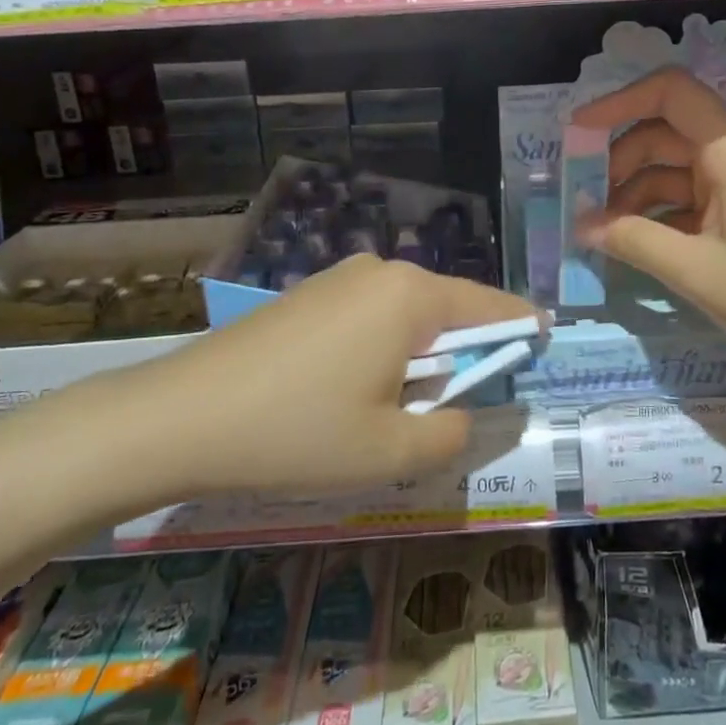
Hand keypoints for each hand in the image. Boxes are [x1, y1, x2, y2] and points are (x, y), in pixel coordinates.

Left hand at [70, 256, 541, 512]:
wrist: (179, 417)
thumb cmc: (297, 433)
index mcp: (412, 296)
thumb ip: (452, 433)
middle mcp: (380, 271)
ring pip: (406, 317)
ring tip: (388, 413)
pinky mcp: (308, 295)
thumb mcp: (390, 453)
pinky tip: (348, 394)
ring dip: (417, 360)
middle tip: (450, 411)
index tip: (546, 343)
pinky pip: (369, 318)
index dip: (522, 328)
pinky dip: (381, 351)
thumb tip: (467, 414)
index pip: (491, 307)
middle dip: (460, 356)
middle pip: (448, 311)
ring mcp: (338, 278)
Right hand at [572, 67, 725, 379]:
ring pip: (676, 167)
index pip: (668, 92)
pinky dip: (661, 213)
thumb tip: (582, 225)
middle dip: (618, 161)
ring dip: (636, 192)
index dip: (617, 102)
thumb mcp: (696, 270)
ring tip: (603, 231)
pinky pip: (693, 196)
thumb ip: (632, 241)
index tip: (577, 133)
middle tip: (582, 200)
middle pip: (664, 132)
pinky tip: (636, 243)